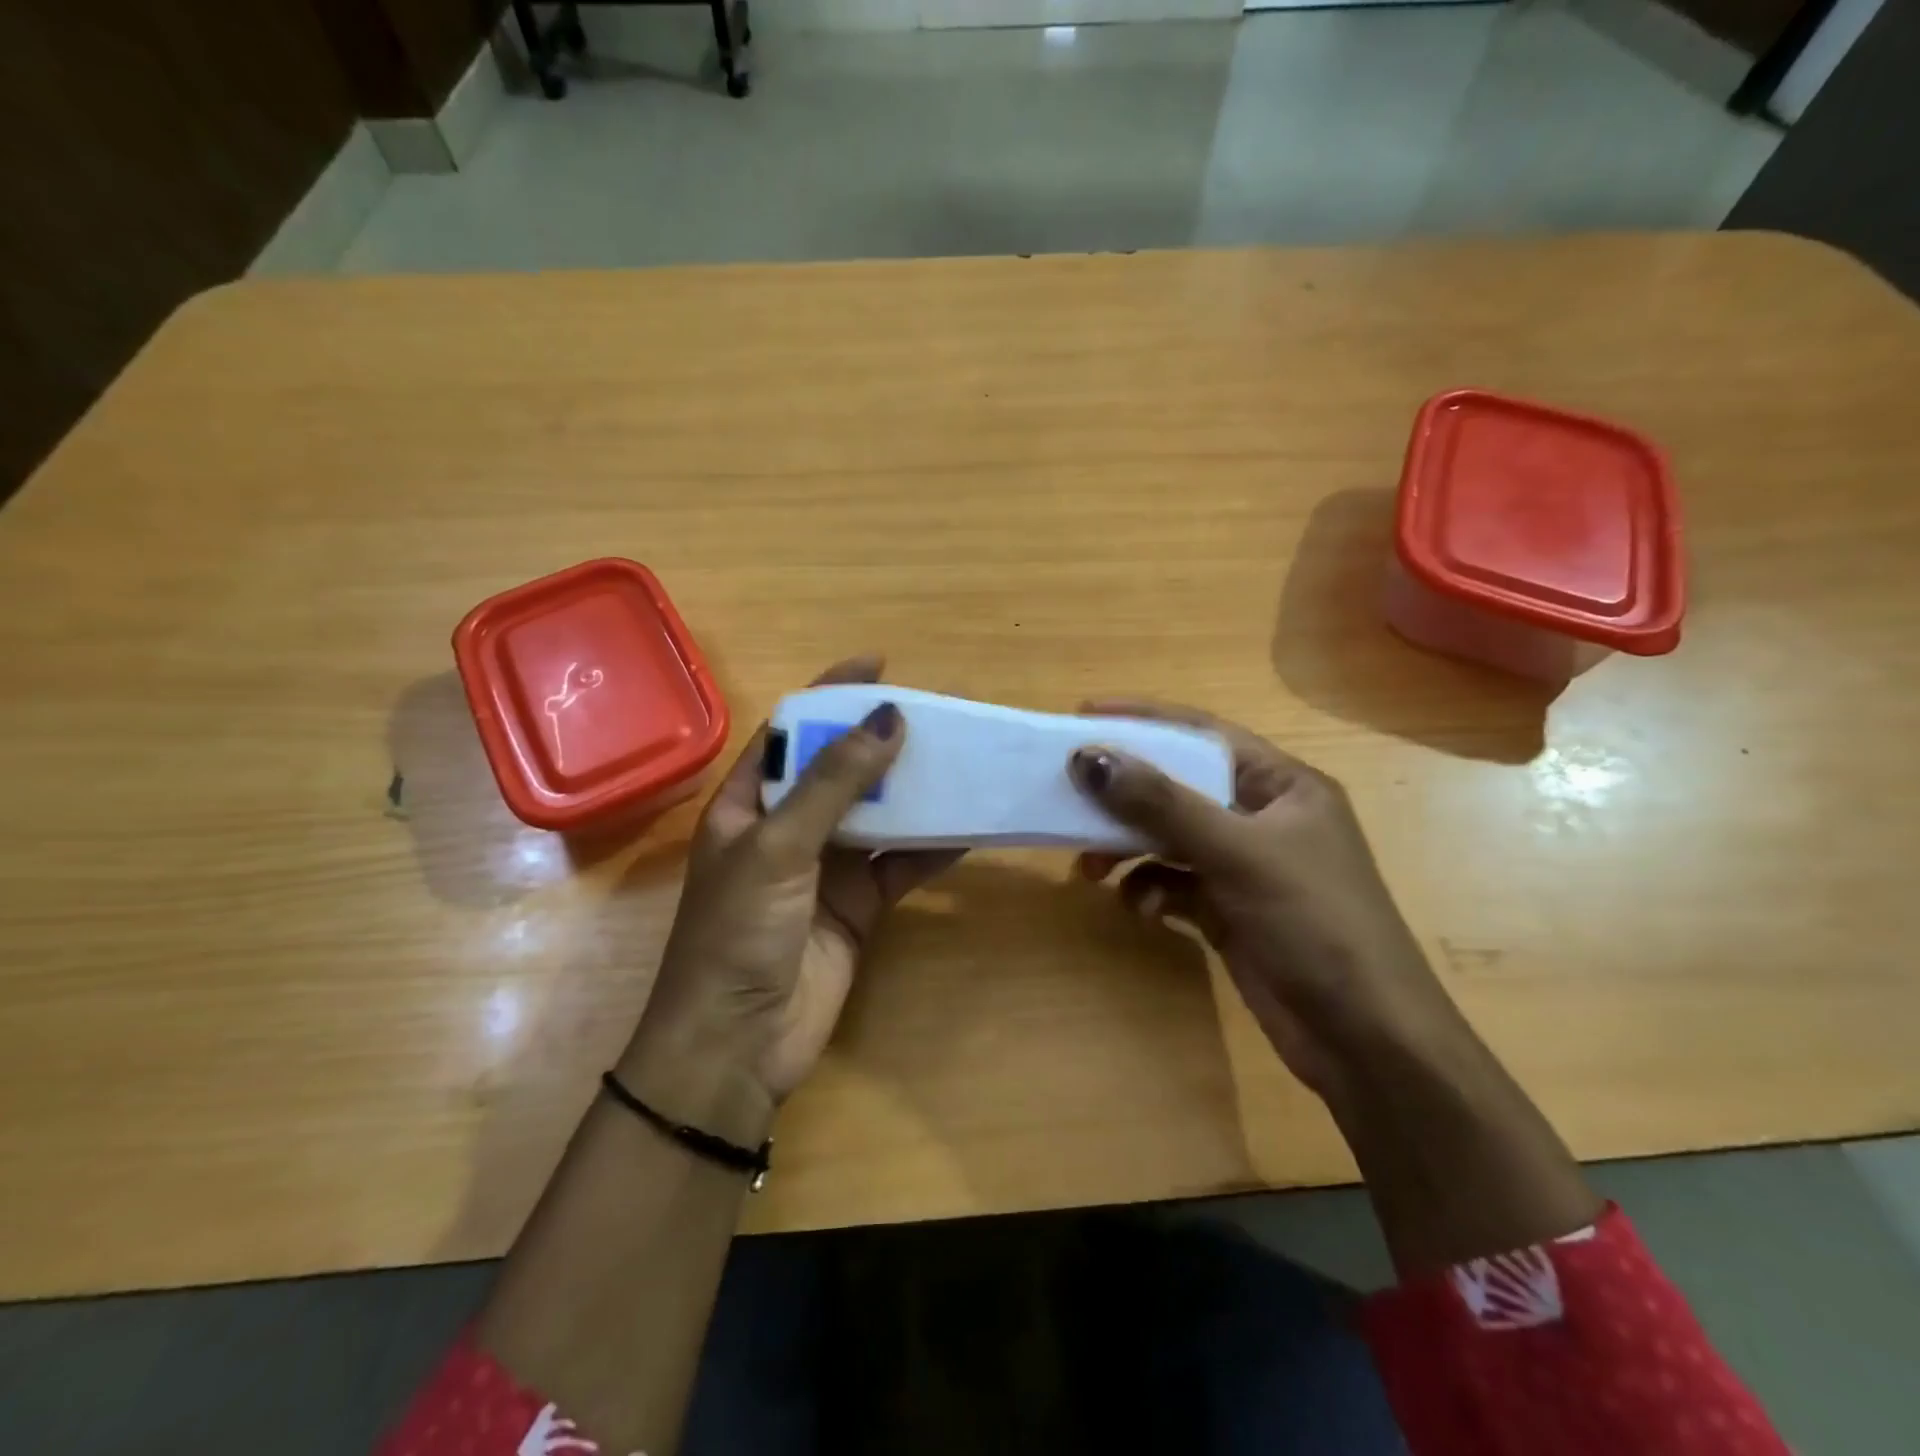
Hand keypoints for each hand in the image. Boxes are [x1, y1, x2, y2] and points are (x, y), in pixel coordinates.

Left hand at [620, 657, 958, 1144]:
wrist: (736, 1048)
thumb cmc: (737, 934)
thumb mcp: (778, 847)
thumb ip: (833, 783)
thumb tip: (888, 716)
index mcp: (748, 803)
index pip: (793, 731)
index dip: (832, 694)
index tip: (880, 663)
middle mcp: (787, 827)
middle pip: (843, 769)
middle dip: (886, 739)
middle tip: (942, 710)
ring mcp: (826, 868)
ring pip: (879, 815)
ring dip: (917, 790)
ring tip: (965, 757)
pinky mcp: (859, 905)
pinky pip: (900, 864)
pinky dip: (933, 847)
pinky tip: (969, 826)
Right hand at [1069, 700, 1462, 1099]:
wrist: (1365, 1040)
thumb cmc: (1314, 924)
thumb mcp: (1237, 853)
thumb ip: (1161, 804)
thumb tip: (1089, 757)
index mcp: (1282, 785)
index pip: (1202, 733)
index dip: (1143, 719)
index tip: (1083, 715)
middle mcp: (1262, 817)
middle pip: (1178, 787)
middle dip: (1125, 795)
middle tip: (1070, 796)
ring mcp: (1245, 866)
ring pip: (1169, 838)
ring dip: (1127, 848)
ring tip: (1088, 867)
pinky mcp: (1229, 910)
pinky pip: (1174, 883)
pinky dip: (1149, 889)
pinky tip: (1138, 907)